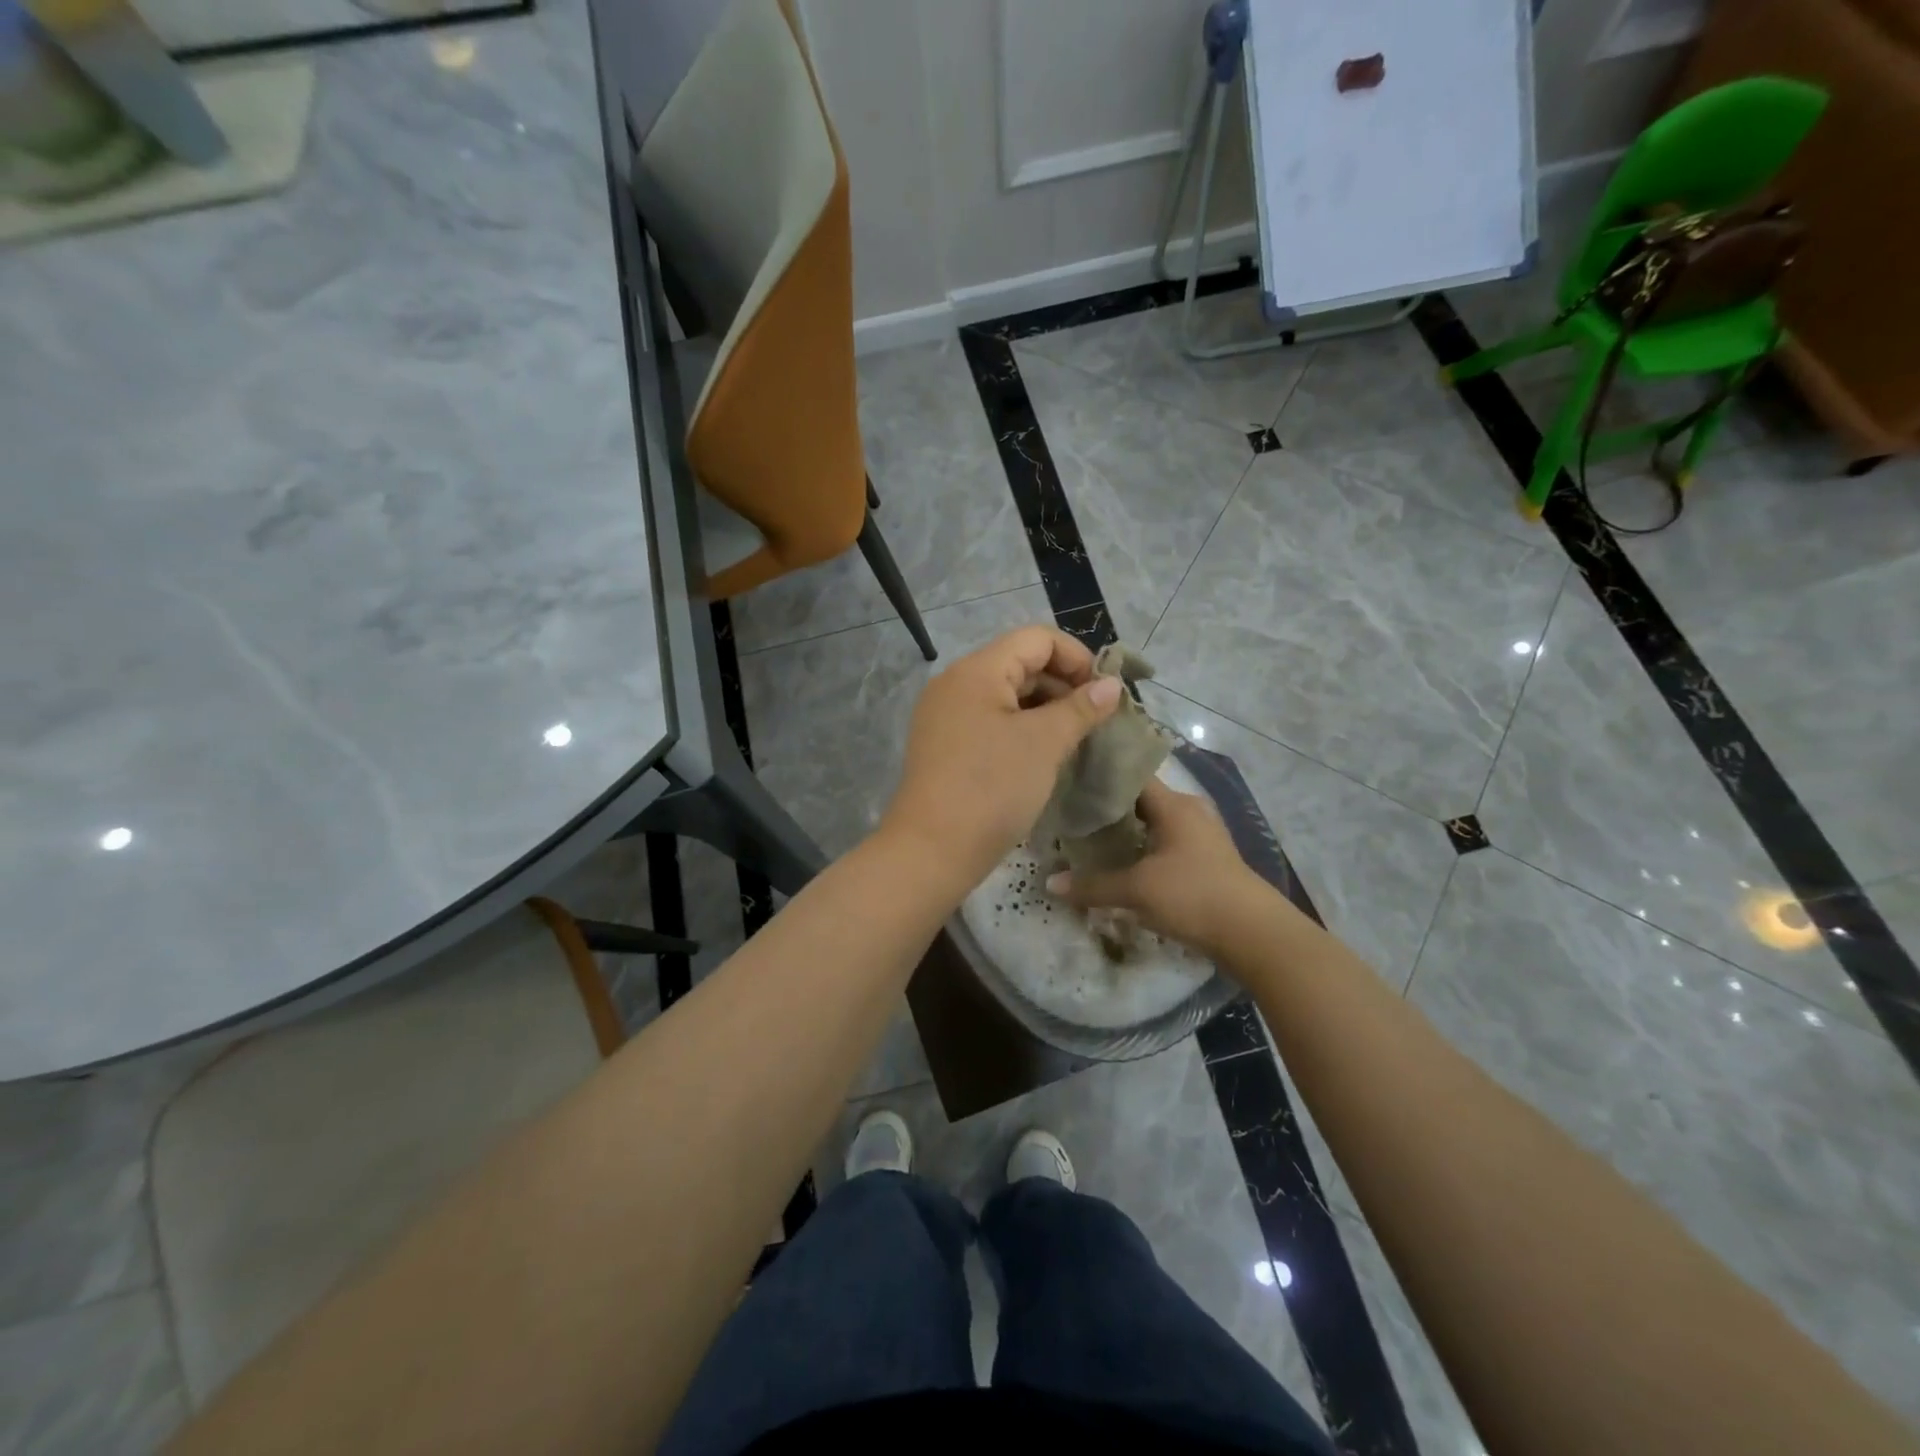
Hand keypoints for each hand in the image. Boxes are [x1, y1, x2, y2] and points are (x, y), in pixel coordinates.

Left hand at [878, 625, 1122, 891]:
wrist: (932, 850)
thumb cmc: (992, 788)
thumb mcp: (1044, 744)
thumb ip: (1080, 708)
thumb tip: (1110, 686)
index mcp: (976, 671)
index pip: (1036, 639)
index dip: (1077, 658)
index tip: (1104, 694)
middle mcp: (955, 684)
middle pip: (1020, 664)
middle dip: (1063, 685)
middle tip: (1096, 720)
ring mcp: (945, 716)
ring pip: (1006, 696)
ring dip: (1045, 710)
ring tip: (1075, 740)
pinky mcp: (944, 746)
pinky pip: (990, 722)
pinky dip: (1020, 730)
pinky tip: (1043, 756)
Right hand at [1045, 778, 1269, 957]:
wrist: (1253, 933)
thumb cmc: (1193, 895)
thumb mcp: (1137, 890)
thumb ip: (1093, 885)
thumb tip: (1050, 883)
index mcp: (1174, 804)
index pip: (1132, 775)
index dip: (1101, 774)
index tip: (1069, 779)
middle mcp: (1189, 811)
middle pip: (1140, 799)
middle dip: (1108, 806)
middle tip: (1071, 812)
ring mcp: (1200, 835)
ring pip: (1154, 823)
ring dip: (1126, 830)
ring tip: (1089, 837)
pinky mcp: (1205, 859)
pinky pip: (1165, 843)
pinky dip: (1142, 848)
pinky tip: (1121, 862)